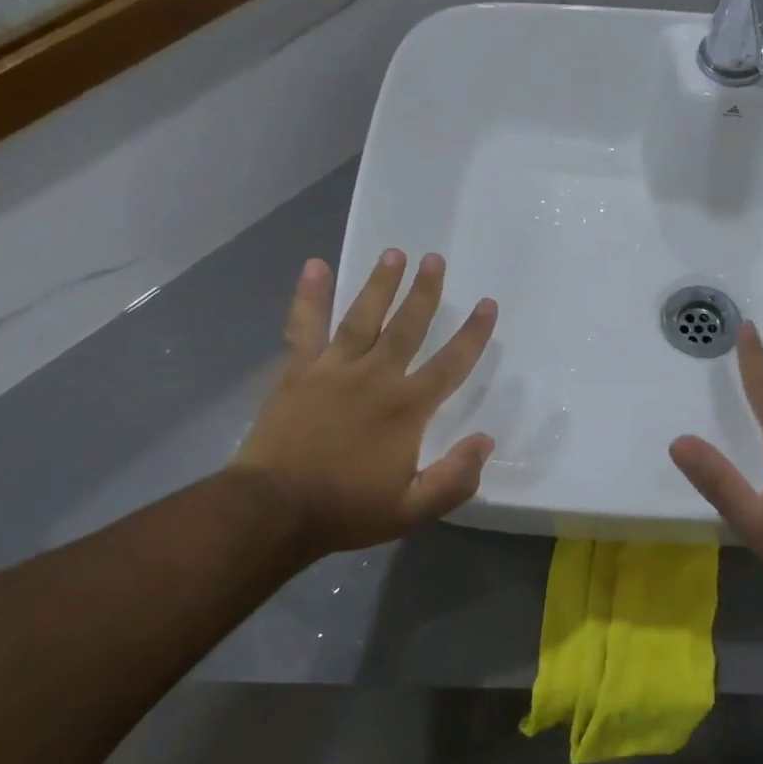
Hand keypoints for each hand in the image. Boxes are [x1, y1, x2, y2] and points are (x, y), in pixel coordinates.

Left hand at [230, 250, 499, 558]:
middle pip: (407, 326)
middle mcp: (375, 377)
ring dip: (380, 284)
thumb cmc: (347, 510)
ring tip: (393, 253)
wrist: (274, 510)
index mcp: (407, 408)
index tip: (488, 304)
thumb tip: (485, 441)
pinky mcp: (298, 371)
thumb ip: (455, 477)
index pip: (451, 363)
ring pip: (362, 316)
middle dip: (425, 292)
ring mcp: (333, 369)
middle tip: (435, 260)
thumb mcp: (413, 509)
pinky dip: (309, 295)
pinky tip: (315, 266)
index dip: (474, 334)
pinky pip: (305, 325)